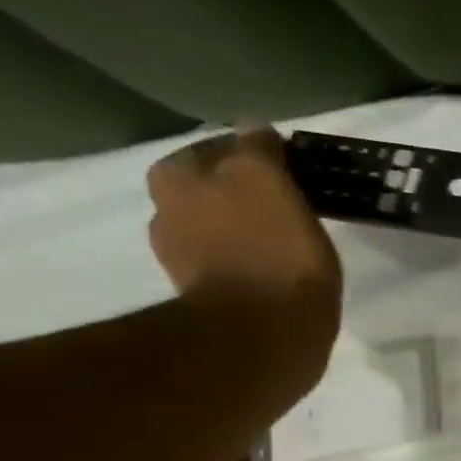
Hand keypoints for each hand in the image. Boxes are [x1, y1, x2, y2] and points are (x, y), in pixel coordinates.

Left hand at [146, 122, 341, 377]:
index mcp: (176, 178)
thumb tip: (251, 125)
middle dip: (247, 192)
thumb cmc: (270, 252)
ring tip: (291, 239)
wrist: (264, 335)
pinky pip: (236, 265)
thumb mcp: (266, 182)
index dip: (256, 157)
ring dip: (250, 229)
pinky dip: (255, 263)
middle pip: (215, 189)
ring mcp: (186, 260)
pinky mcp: (212, 299)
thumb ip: (256, 150)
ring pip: (224, 228)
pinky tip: (282, 271)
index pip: (219, 149)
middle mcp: (167, 213)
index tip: (291, 172)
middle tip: (292, 203)